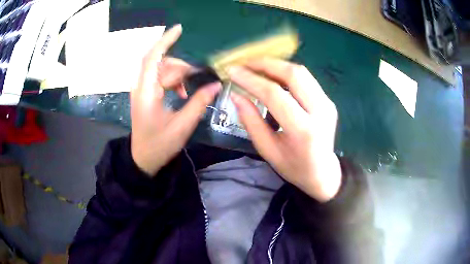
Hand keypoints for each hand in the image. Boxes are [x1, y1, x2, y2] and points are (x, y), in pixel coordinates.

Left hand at [131, 24, 220, 175]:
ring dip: (177, 74)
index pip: (154, 58)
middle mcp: (141, 87)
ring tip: (190, 88)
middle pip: (160, 63)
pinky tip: (182, 93)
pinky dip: (172, 81)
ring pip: (160, 70)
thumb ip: (199, 102)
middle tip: (199, 74)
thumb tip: (216, 84)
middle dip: (180, 66)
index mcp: (147, 93)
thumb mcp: (183, 125)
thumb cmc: (160, 145)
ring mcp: (141, 90)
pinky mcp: (144, 94)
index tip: (180, 29)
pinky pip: (159, 78)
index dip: (166, 41)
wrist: (143, 159)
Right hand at [228, 58, 340, 201]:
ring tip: (255, 67)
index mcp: (304, 130)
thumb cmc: (294, 167)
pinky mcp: (328, 100)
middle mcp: (320, 111)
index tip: (233, 72)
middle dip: (265, 64)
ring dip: (276, 65)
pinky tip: (272, 76)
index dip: (251, 80)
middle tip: (244, 64)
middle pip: (293, 75)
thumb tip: (236, 95)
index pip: (275, 95)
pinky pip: (306, 79)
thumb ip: (251, 122)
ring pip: (301, 72)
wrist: (324, 173)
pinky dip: (286, 72)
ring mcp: (327, 104)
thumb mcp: (268, 150)